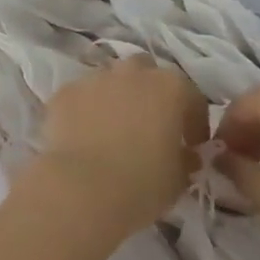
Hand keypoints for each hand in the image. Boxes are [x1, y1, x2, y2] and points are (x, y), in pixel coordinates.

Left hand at [35, 58, 207, 234]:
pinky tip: (84, 134)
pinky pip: (82, 96)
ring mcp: (95, 78)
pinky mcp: (65, 91)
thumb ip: (186, 159)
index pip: (192, 98)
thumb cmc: (142, 183)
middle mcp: (133, 72)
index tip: (191, 146)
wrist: (82, 187)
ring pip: (111, 80)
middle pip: (147, 74)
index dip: (194, 124)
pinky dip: (86, 109)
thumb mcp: (180, 179)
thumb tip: (185, 155)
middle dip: (150, 95)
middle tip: (149, 127)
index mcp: (171, 87)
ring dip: (116, 98)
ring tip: (113, 129)